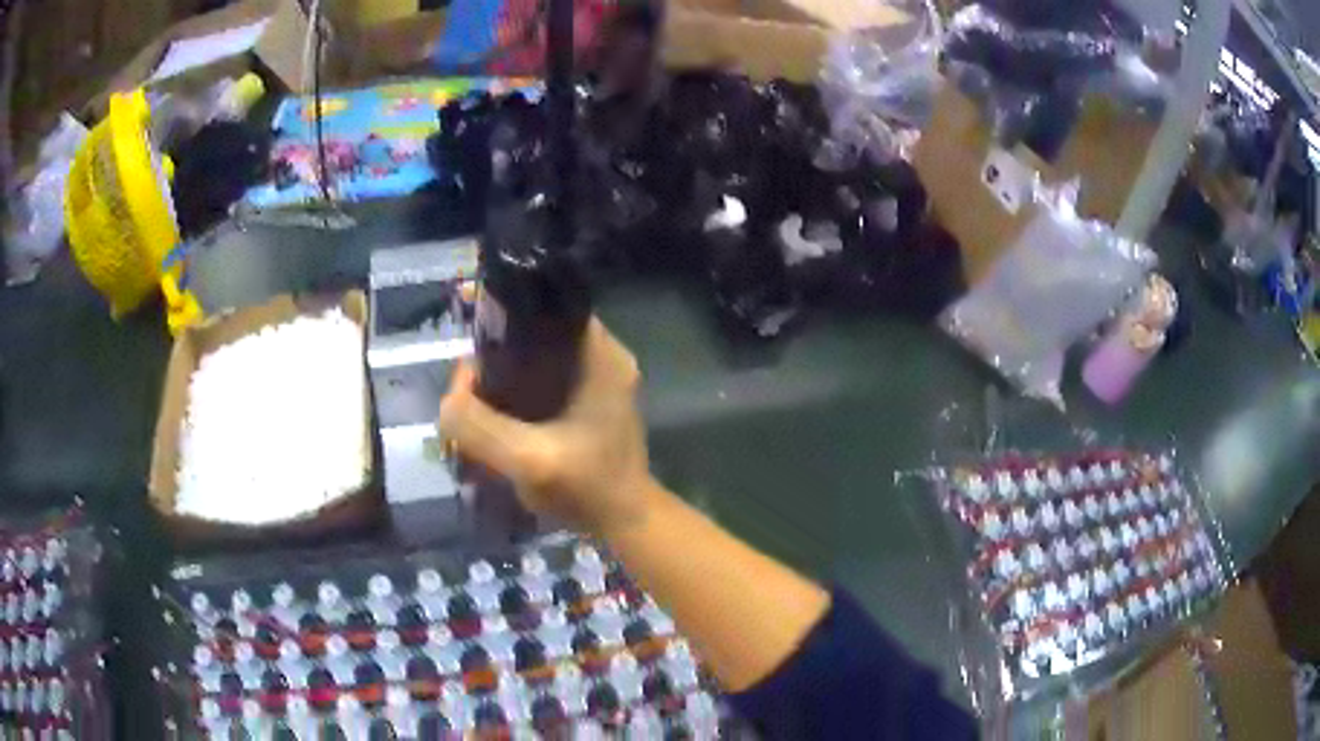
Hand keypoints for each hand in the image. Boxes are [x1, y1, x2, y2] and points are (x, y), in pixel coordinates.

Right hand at [439, 318, 654, 537]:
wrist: (625, 524)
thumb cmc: (587, 490)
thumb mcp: (527, 460)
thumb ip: (479, 426)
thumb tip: (451, 396)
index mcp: (601, 355)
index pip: (547, 307)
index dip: (505, 314)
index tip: (473, 336)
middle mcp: (604, 357)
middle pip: (538, 333)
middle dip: (499, 352)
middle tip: (468, 382)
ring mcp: (599, 380)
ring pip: (539, 359)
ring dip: (506, 375)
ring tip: (476, 399)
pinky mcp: (590, 402)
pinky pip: (545, 382)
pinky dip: (519, 393)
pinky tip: (497, 415)